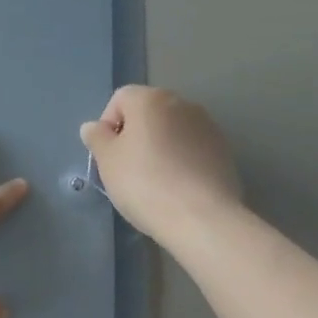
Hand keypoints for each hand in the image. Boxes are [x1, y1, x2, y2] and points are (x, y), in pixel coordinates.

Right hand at [80, 85, 242, 240]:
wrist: (202, 218)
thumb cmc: (145, 183)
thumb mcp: (107, 161)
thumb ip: (97, 138)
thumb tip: (93, 127)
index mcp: (150, 99)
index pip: (120, 99)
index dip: (108, 125)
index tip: (109, 155)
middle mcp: (181, 103)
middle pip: (148, 112)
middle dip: (136, 134)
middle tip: (128, 168)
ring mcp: (207, 126)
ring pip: (172, 130)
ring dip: (161, 146)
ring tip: (156, 180)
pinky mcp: (224, 150)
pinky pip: (193, 148)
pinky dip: (182, 160)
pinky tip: (179, 187)